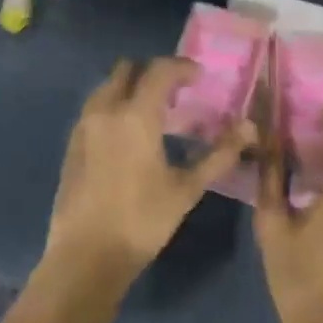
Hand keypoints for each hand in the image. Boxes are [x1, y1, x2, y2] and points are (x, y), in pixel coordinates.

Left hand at [46, 58, 252, 286]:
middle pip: (128, 69)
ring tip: (154, 112)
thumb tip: (249, 128)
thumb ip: (219, 155)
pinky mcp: (72, 143)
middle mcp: (106, 110)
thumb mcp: (186, 189)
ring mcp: (84, 125)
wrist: (85, 256)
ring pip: (108, 86)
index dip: (182, 67)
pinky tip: (129, 134)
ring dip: (131, 87)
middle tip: (176, 91)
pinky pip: (95, 107)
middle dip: (153, 72)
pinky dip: (114, 106)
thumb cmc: (142, 221)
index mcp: (136, 115)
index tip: (200, 77)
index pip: (160, 70)